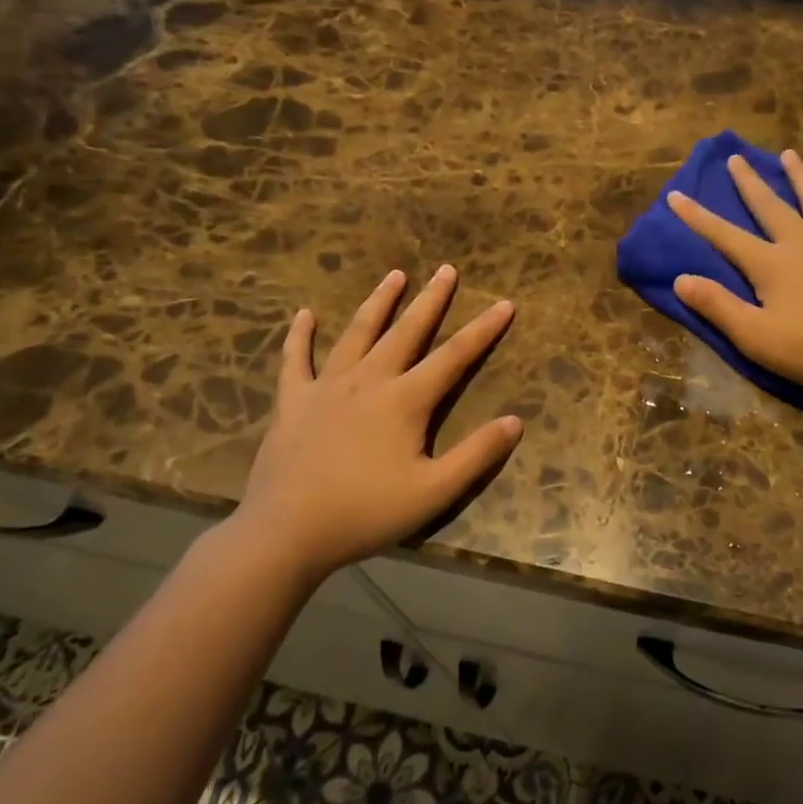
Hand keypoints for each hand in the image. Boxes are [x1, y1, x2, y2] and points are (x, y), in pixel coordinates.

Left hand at [224, 265, 521, 579]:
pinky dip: (300, 336)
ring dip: (378, 303)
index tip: (504, 304)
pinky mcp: (293, 401)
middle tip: (446, 270)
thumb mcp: (434, 492)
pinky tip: (304, 315)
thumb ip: (476, 454)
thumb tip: (516, 421)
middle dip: (431, 300)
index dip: (483, 330)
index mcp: (405, 400)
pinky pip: (296, 360)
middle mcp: (369, 381)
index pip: (454, 356)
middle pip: (407, 331)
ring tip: (394, 275)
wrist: (287, 533)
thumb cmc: (366, 513)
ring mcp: (326, 387)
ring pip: (358, 334)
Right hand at [668, 150, 802, 401]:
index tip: (676, 195)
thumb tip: (680, 279)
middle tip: (737, 158)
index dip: (698, 217)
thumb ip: (717, 305)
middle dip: (750, 182)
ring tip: (790, 155)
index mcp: (772, 264)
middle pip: (772, 206)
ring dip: (802, 178)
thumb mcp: (754, 336)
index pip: (725, 235)